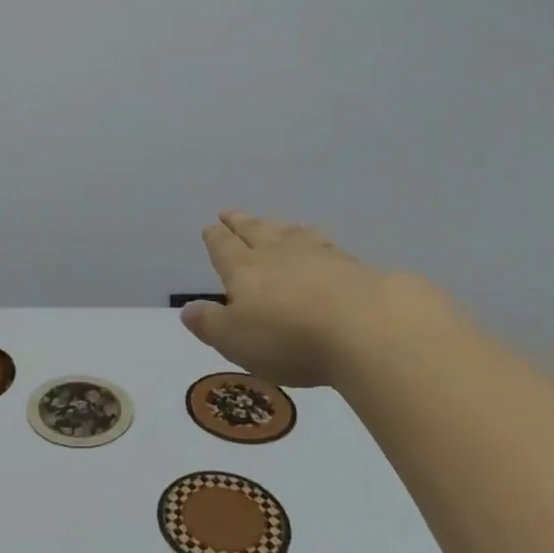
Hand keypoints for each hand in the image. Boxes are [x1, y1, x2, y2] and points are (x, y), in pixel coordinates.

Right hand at [180, 210, 418, 385]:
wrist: (366, 327)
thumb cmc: (290, 337)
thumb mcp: (236, 340)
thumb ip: (210, 324)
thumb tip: (187, 310)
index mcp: (244, 270)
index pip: (224, 247)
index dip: (215, 238)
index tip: (210, 226)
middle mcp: (276, 254)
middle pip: (254, 231)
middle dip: (240, 223)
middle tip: (230, 212)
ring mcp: (316, 256)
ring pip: (289, 233)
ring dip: (276, 226)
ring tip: (272, 221)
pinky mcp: (351, 265)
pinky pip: (324, 243)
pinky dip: (314, 237)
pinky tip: (318, 241)